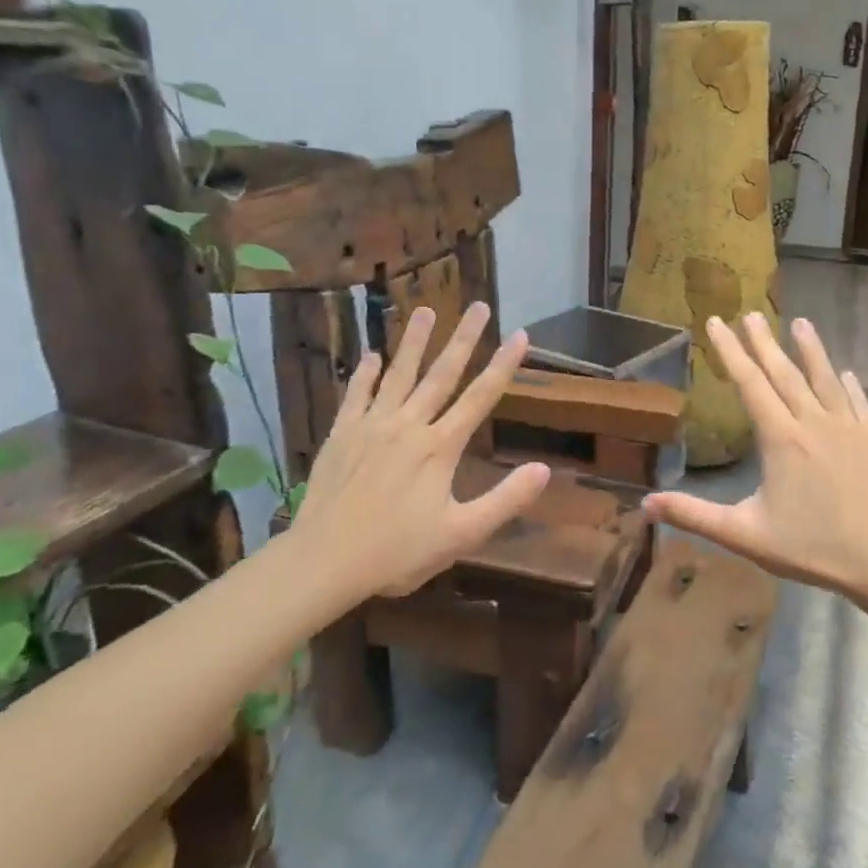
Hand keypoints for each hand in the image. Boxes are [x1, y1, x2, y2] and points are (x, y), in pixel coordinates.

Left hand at [292, 301, 550, 597]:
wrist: (324, 561)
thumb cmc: (396, 552)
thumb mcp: (461, 535)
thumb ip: (504, 500)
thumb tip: (543, 469)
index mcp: (439, 447)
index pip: (480, 397)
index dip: (503, 366)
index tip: (519, 335)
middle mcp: (409, 425)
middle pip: (441, 374)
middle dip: (463, 339)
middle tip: (478, 306)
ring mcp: (371, 426)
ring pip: (398, 374)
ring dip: (414, 341)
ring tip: (426, 310)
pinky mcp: (341, 434)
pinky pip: (356, 394)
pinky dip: (365, 374)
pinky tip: (372, 355)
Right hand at [644, 314, 867, 612]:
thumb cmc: (814, 548)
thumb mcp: (745, 535)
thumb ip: (695, 515)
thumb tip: (645, 504)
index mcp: (781, 438)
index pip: (749, 383)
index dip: (730, 350)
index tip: (716, 322)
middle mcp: (814, 421)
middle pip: (784, 372)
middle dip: (763, 341)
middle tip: (750, 314)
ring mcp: (849, 427)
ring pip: (824, 378)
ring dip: (810, 349)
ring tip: (799, 322)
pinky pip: (857, 400)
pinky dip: (846, 382)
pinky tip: (843, 372)